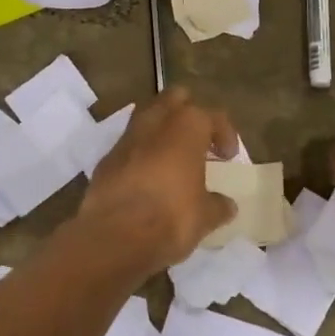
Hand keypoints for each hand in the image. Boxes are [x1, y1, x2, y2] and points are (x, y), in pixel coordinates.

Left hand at [77, 89, 238, 269]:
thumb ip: (218, 205)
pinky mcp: (106, 158)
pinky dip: (141, 154)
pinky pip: (129, 145)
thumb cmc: (171, 217)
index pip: (213, 116)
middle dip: (189, 113)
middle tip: (199, 141)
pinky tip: (147, 178)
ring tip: (173, 157)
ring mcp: (127, 138)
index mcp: (187, 127)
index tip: (228, 157)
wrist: (115, 237)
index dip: (225, 134)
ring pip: (147, 117)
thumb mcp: (205, 216)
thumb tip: (227, 205)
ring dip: (162, 131)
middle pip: (175, 98)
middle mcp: (156, 122)